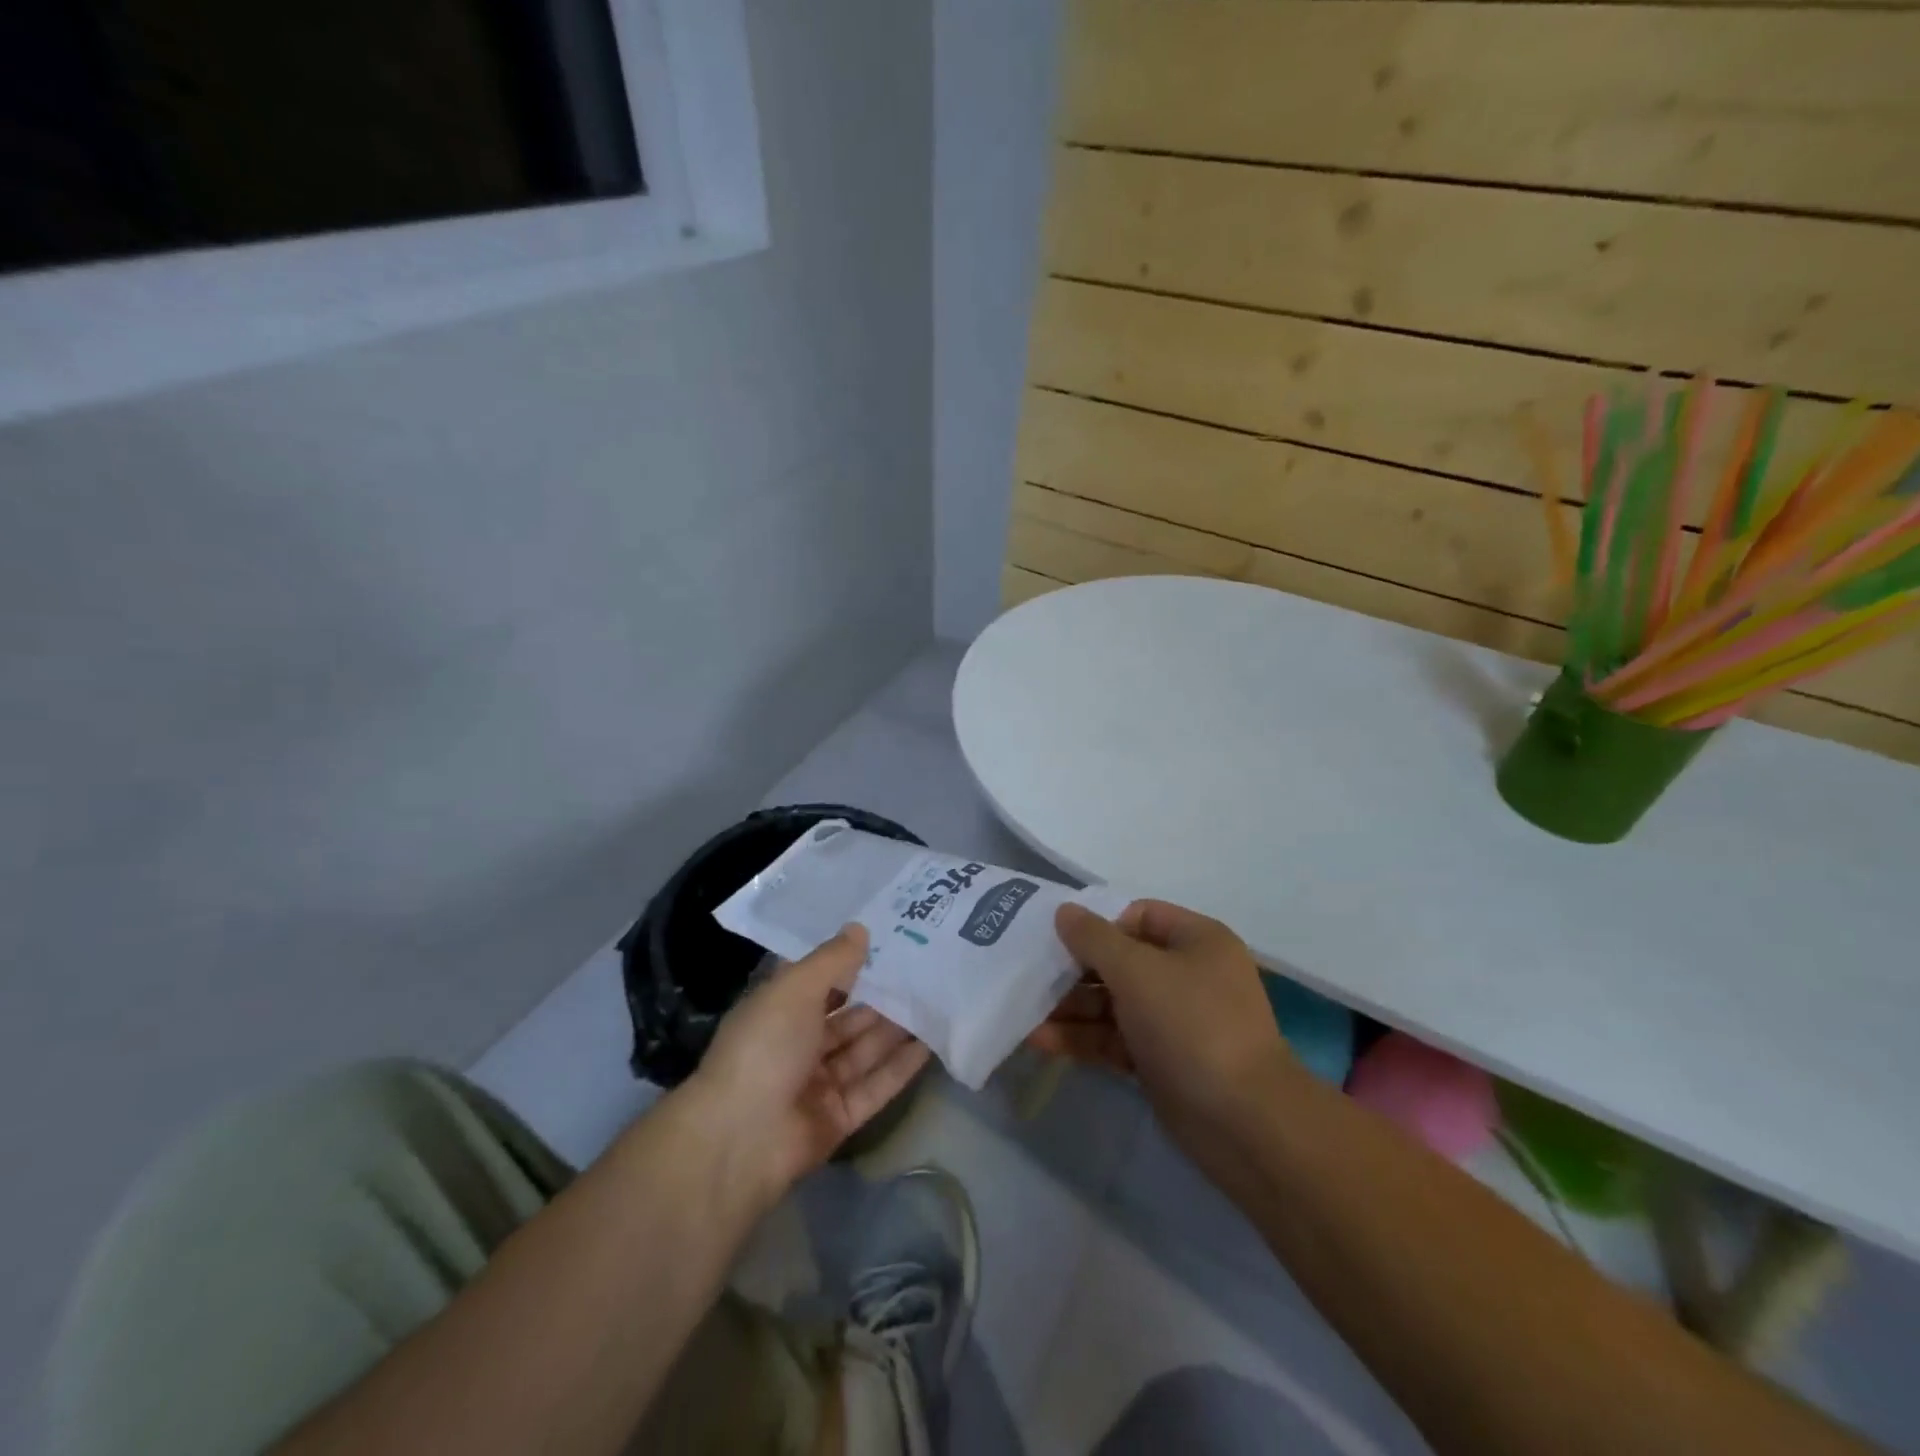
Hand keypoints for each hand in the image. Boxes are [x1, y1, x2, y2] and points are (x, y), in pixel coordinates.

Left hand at [694, 924, 928, 1197]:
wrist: (741, 1139)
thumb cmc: (764, 1048)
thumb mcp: (795, 989)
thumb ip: (831, 960)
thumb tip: (860, 928)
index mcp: (778, 1011)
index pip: (819, 981)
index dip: (850, 962)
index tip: (890, 939)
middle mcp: (798, 1045)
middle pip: (848, 1016)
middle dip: (882, 996)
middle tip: (926, 970)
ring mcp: (819, 1083)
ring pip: (865, 1049)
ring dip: (897, 1028)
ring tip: (937, 1001)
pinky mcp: (840, 1117)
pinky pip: (876, 1085)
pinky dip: (901, 1066)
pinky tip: (931, 1043)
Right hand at [1034, 901, 1302, 1178]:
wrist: (1243, 1122)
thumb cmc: (1191, 1024)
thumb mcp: (1137, 970)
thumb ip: (1094, 938)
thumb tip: (1064, 911)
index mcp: (1196, 941)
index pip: (1138, 916)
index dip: (1099, 924)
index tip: (1059, 939)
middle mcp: (1187, 975)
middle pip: (1120, 961)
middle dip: (1074, 970)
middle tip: (1031, 977)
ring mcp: (1174, 1021)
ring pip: (1113, 1003)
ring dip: (1071, 1007)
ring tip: (1024, 1013)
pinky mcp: (1160, 1061)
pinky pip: (1115, 1039)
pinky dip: (1083, 1038)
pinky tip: (1041, 1041)